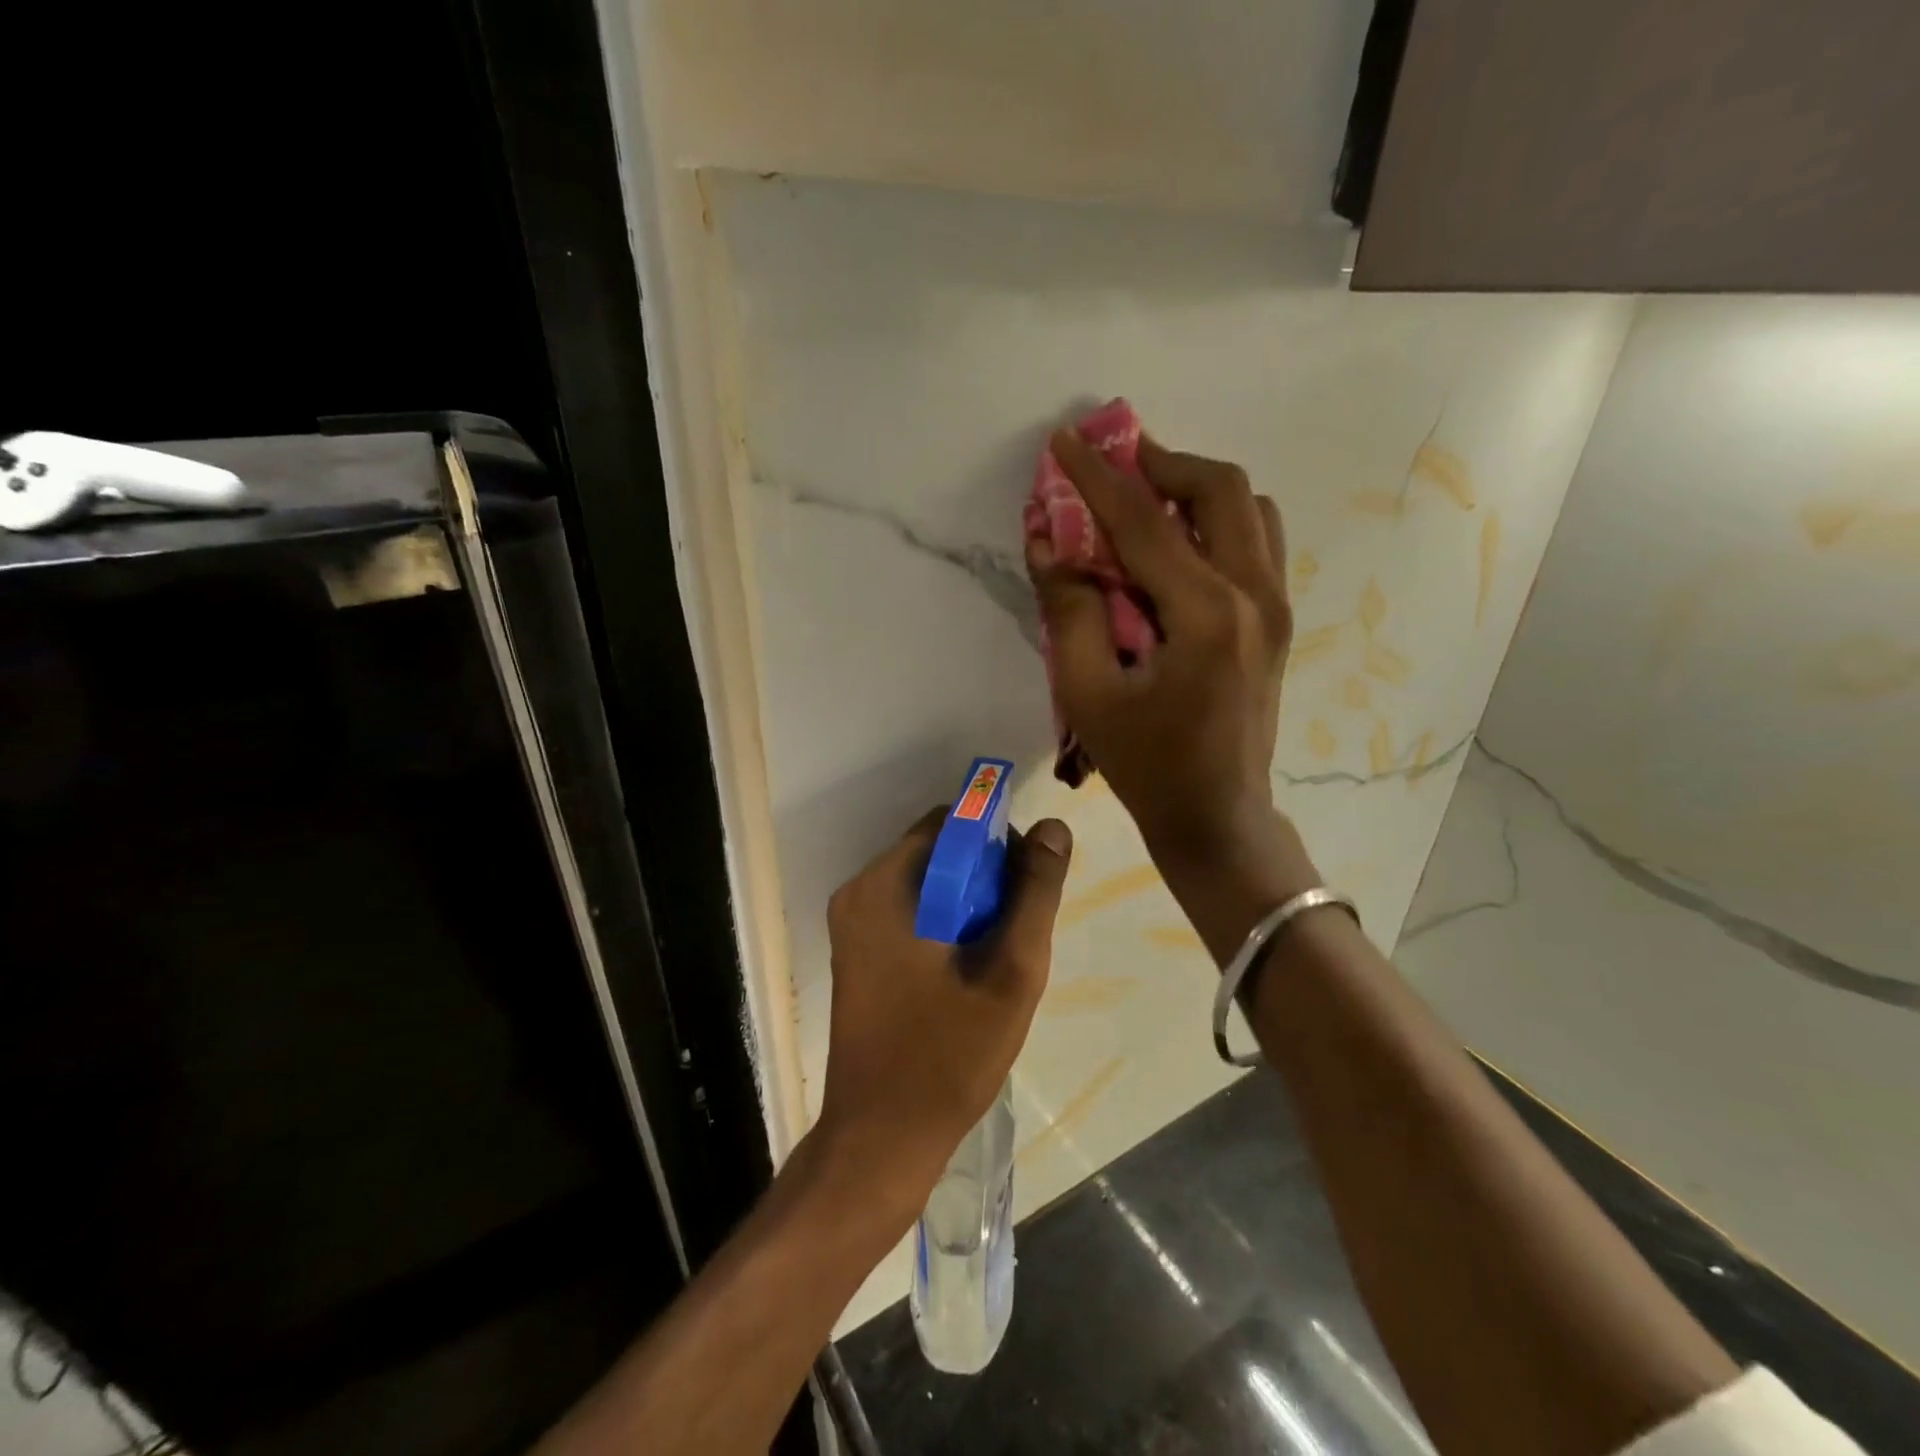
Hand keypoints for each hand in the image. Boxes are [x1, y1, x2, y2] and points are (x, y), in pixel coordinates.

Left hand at [813, 809, 1072, 1219]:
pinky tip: (967, 970)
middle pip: (937, 851)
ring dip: (968, 903)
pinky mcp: (856, 953)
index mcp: (884, 885)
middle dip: (985, 876)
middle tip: (1016, 929)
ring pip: (927, 883)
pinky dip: (944, 923)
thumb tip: (1053, 826)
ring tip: (996, 955)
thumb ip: (1035, 892)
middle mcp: (858, 892)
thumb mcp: (1010, 970)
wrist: (881, 1138)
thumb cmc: (947, 1055)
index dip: (998, 841)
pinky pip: (909, 912)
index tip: (1027, 886)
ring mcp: (851, 924)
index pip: (951, 823)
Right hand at [1026, 431, 1318, 956]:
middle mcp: (1257, 594)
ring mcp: (1278, 606)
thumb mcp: (1088, 694)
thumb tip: (1048, 541)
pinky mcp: (1280, 621)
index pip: (1145, 521)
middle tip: (1115, 463)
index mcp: (1206, 614)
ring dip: (1196, 489)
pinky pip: (1258, 543)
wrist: (1217, 817)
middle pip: (1221, 489)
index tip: (1066, 438)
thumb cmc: (1148, 766)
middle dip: (1162, 463)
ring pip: (1250, 510)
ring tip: (1147, 499)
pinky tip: (1180, 546)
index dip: (1098, 477)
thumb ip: (1069, 610)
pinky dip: (1219, 522)